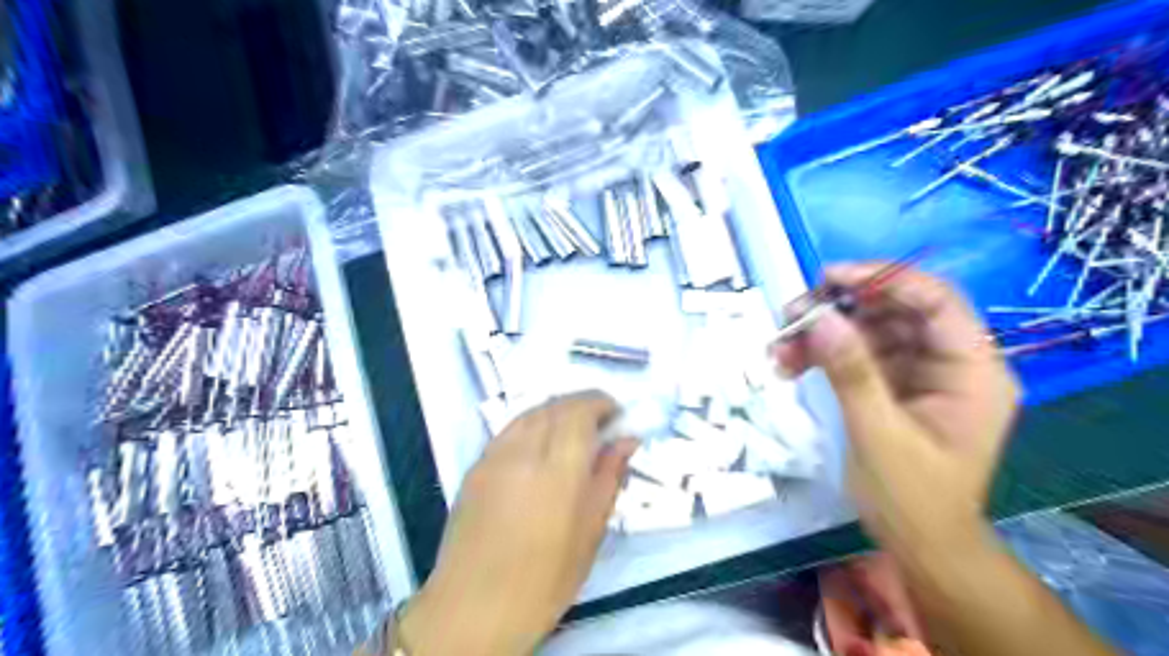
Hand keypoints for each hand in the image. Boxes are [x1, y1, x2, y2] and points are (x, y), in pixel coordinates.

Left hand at [403, 393, 637, 654]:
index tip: (617, 413)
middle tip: (601, 422)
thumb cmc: (544, 580)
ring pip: (530, 412)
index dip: (601, 403)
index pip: (580, 411)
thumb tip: (626, 441)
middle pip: (555, 406)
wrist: (473, 607)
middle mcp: (523, 451)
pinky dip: (533, 424)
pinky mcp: (476, 466)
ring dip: (556, 411)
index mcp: (557, 470)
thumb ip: (608, 477)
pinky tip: (540, 446)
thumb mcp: (590, 532)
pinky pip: (510, 429)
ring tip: (573, 431)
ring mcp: (494, 455)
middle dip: (582, 403)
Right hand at [774, 266, 1015, 558]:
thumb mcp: (880, 434)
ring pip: (869, 331)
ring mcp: (919, 373)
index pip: (936, 301)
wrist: (918, 544)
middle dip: (840, 310)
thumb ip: (852, 373)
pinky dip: (822, 356)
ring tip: (780, 349)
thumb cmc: (913, 498)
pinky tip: (790, 365)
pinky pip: (856, 355)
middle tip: (791, 315)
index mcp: (972, 371)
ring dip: (822, 335)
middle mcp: (950, 363)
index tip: (829, 278)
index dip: (884, 279)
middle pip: (895, 311)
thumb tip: (820, 318)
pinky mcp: (893, 386)